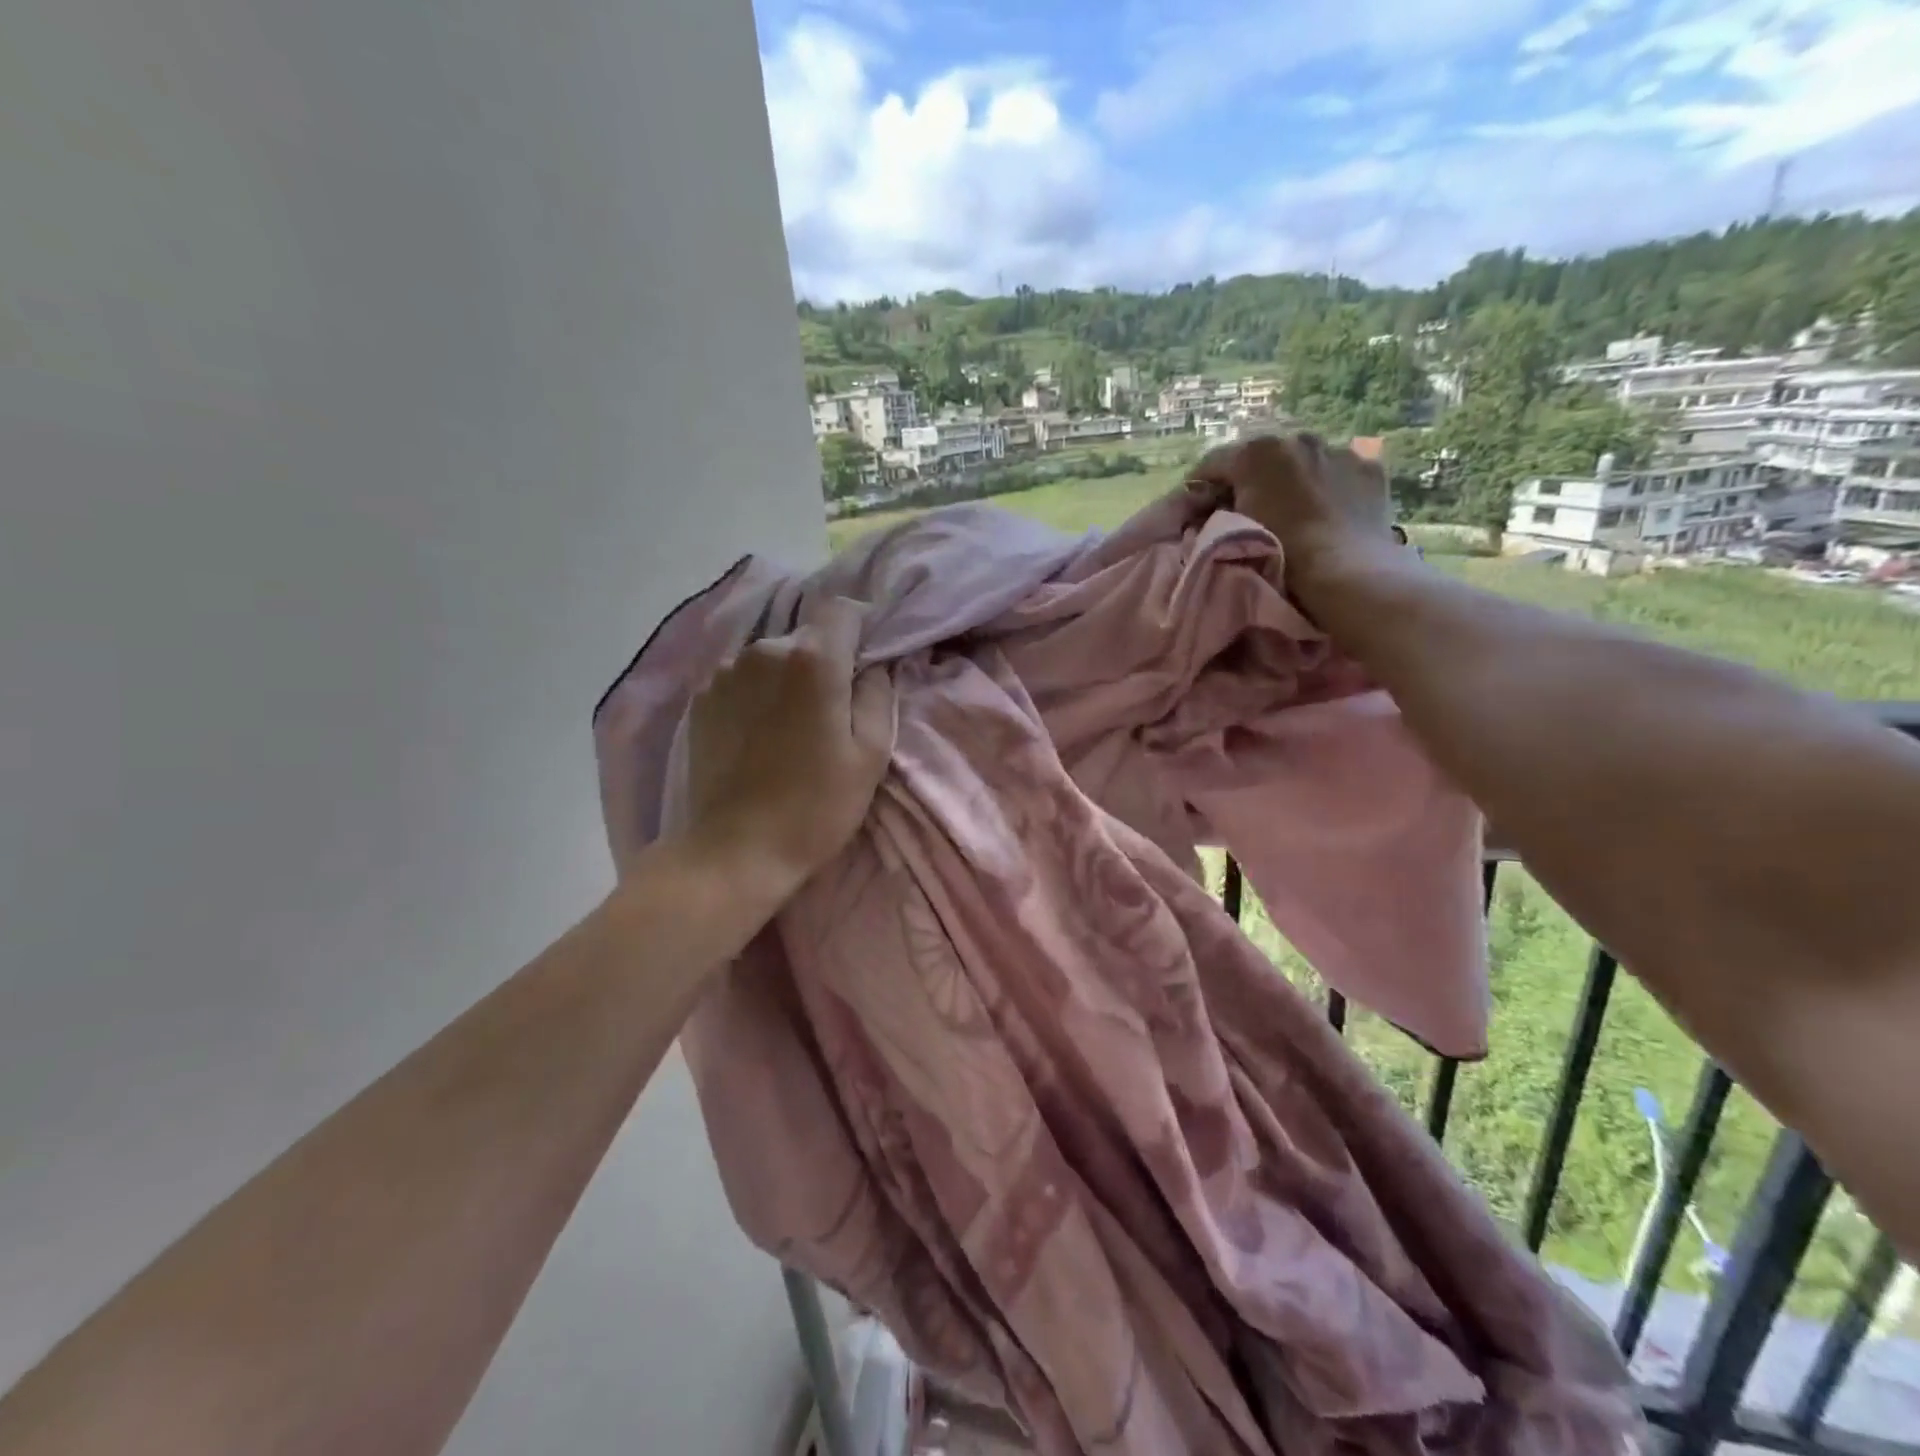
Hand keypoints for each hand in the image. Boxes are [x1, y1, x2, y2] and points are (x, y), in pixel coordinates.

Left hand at [677, 597, 893, 899]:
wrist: (734, 850)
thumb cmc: (815, 806)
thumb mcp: (871, 755)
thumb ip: (878, 694)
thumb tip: (872, 666)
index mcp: (812, 659)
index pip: (843, 609)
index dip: (861, 626)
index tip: (868, 660)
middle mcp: (764, 650)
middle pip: (807, 635)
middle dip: (826, 659)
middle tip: (835, 707)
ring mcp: (725, 672)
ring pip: (773, 657)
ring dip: (789, 677)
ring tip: (793, 726)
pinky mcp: (701, 698)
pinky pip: (743, 679)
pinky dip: (758, 694)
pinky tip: (760, 735)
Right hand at [1193, 432, 1402, 597]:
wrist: (1346, 575)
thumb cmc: (1279, 554)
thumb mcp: (1229, 533)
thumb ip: (1215, 513)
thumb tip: (1212, 510)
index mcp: (1256, 452)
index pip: (1212, 464)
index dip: (1199, 488)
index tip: (1194, 511)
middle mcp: (1297, 439)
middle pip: (1260, 459)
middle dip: (1250, 481)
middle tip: (1244, 513)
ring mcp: (1338, 450)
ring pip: (1302, 462)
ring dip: (1291, 481)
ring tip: (1290, 514)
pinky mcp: (1369, 468)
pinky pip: (1337, 473)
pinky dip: (1328, 488)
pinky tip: (1327, 515)